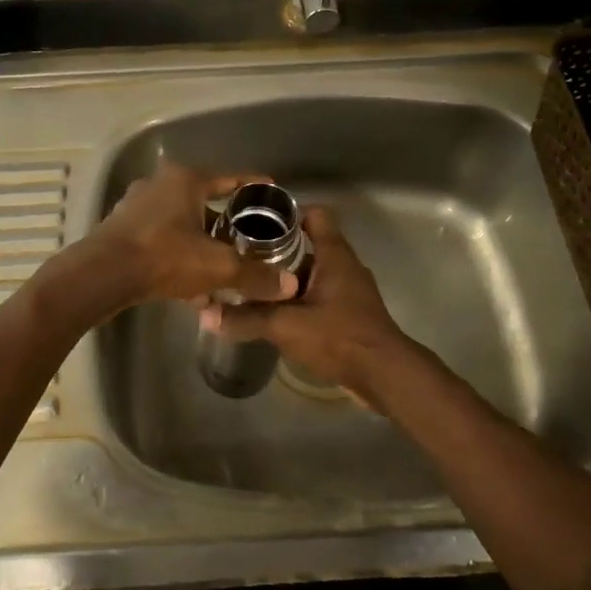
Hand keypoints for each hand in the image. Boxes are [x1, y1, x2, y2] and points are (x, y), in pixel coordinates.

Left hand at [81, 163, 300, 313]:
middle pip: (204, 201)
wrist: (102, 275)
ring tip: (220, 268)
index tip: (270, 192)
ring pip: (181, 222)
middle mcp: (160, 184)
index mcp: (186, 180)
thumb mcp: (218, 267)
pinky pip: (161, 238)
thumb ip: (254, 274)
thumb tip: (289, 284)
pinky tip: (190, 285)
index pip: (230, 179)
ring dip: (201, 243)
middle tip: (247, 239)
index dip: (253, 186)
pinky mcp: (121, 228)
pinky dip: (178, 254)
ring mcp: (136, 205)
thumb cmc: (165, 257)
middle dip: (226, 223)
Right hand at [199, 205, 410, 404]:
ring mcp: (351, 291)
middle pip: (310, 244)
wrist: (385, 375)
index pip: (315, 215)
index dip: (287, 213)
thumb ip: (246, 318)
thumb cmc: (339, 337)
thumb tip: (206, 314)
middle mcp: (345, 266)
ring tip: (254, 285)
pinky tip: (277, 314)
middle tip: (244, 257)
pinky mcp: (351, 314)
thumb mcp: (286, 326)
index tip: (256, 223)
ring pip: (314, 272)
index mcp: (334, 255)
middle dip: (278, 249)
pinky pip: (321, 295)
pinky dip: (300, 299)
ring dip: (288, 277)